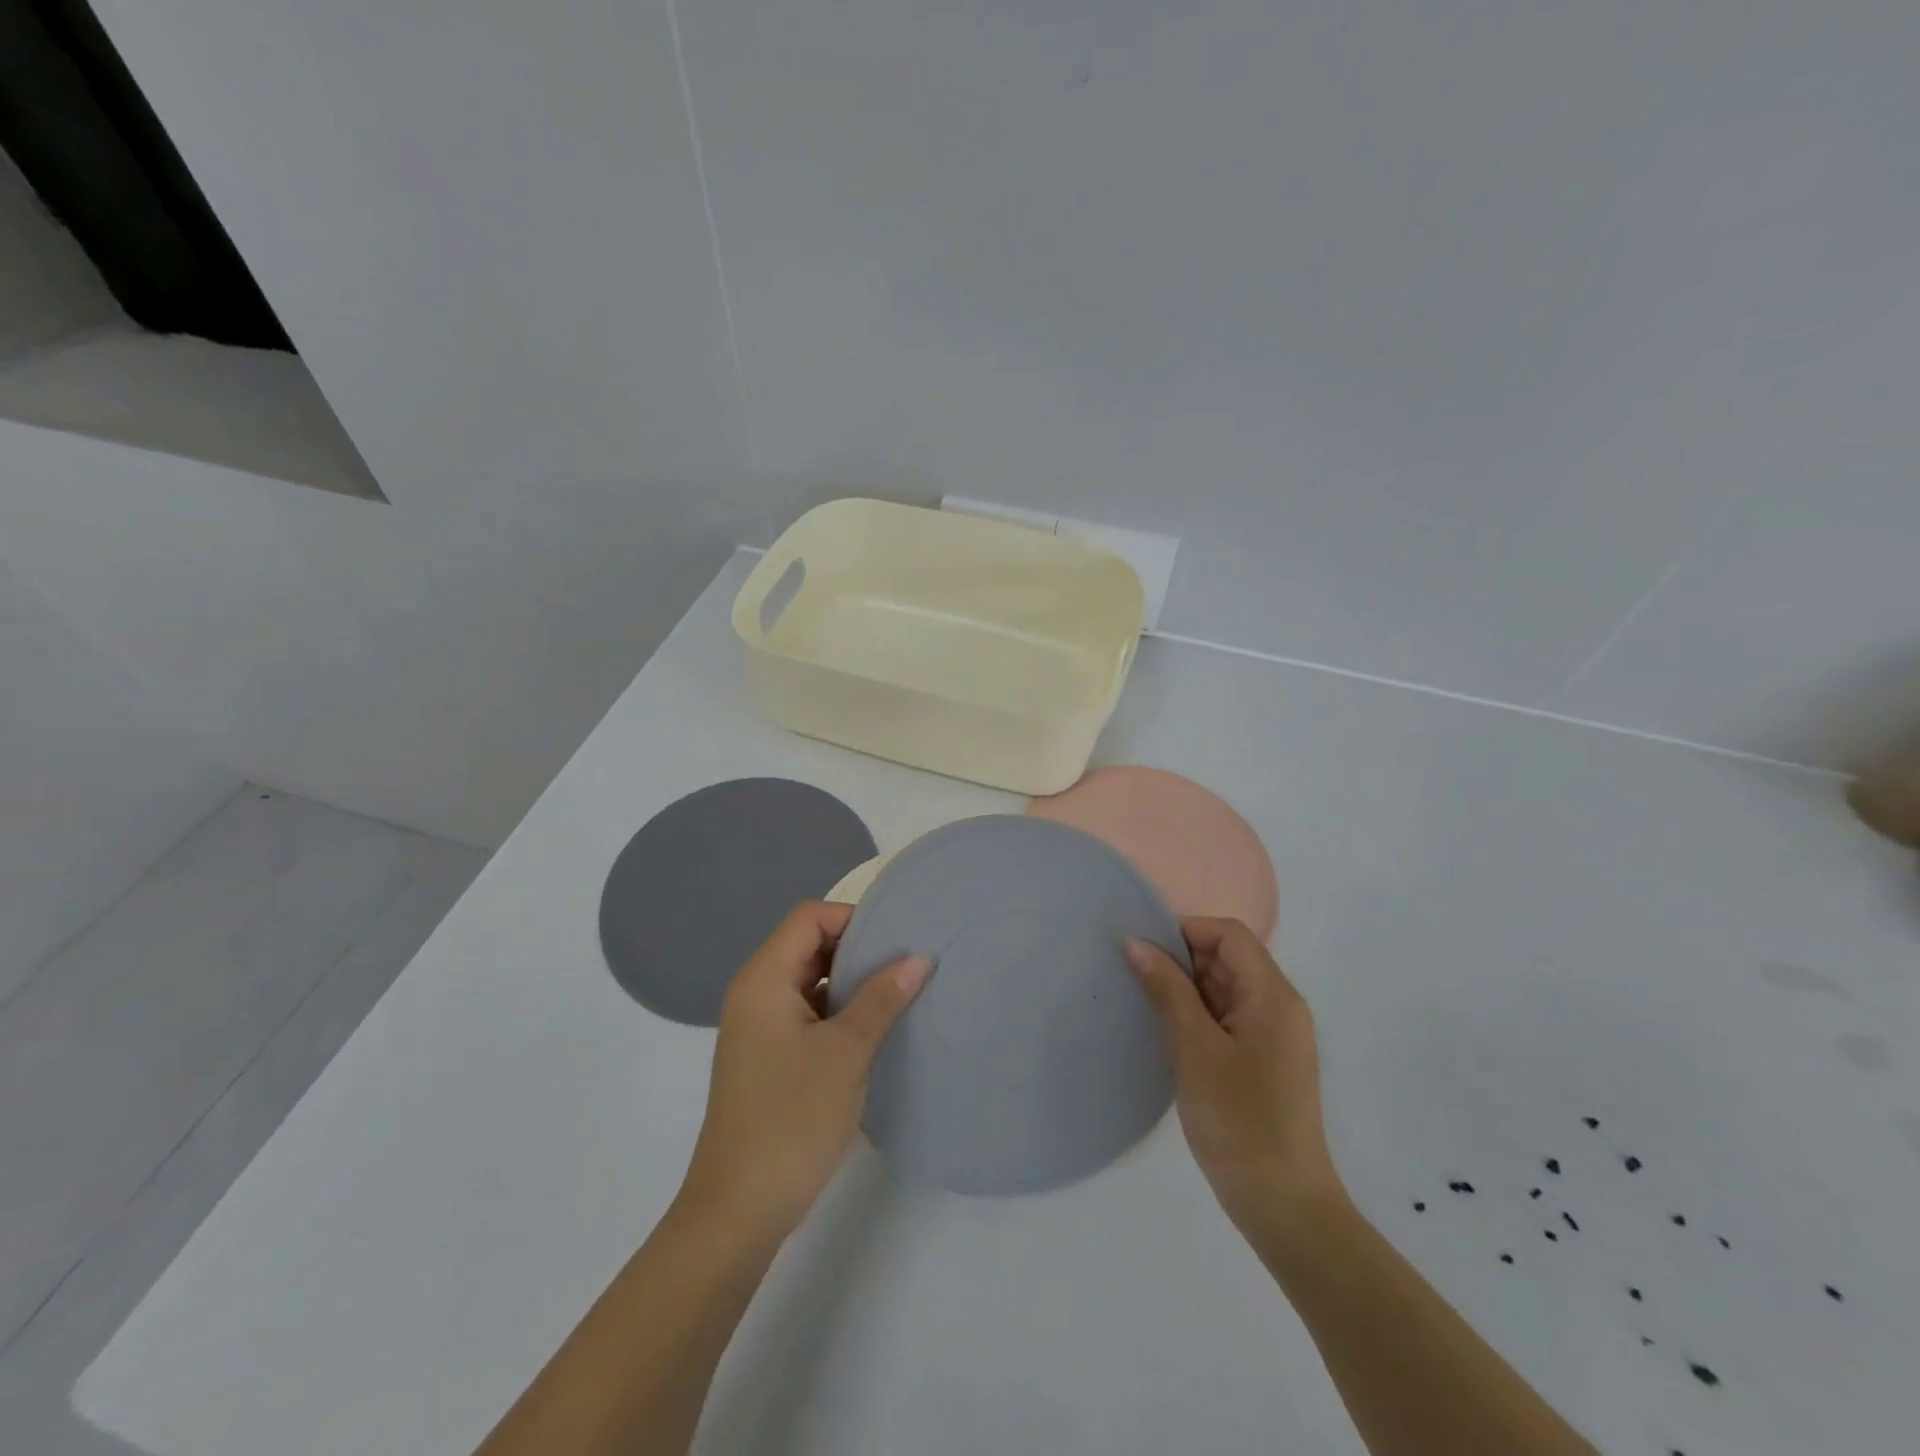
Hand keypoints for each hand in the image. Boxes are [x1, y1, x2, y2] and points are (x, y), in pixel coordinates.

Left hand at [678, 901, 929, 1242]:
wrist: (738, 1211)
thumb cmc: (791, 1119)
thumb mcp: (845, 1053)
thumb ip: (882, 998)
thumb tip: (919, 958)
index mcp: (764, 979)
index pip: (810, 917)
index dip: (853, 919)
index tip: (897, 940)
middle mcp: (756, 994)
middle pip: (809, 945)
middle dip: (858, 949)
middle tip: (908, 963)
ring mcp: (760, 1028)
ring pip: (811, 982)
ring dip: (852, 983)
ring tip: (901, 993)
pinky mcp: (769, 1058)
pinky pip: (808, 1014)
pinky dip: (840, 1012)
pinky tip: (876, 1030)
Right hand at [1127, 918, 1343, 1234]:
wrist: (1284, 1206)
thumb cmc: (1239, 1121)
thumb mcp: (1194, 1049)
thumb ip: (1167, 989)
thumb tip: (1135, 942)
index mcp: (1273, 996)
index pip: (1229, 935)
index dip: (1185, 931)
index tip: (1143, 949)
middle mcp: (1280, 1007)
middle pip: (1228, 959)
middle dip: (1181, 961)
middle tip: (1135, 980)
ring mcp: (1275, 1036)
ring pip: (1224, 989)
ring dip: (1186, 991)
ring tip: (1144, 1006)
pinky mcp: (1265, 1061)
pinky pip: (1228, 1018)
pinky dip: (1197, 1017)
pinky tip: (1167, 1035)